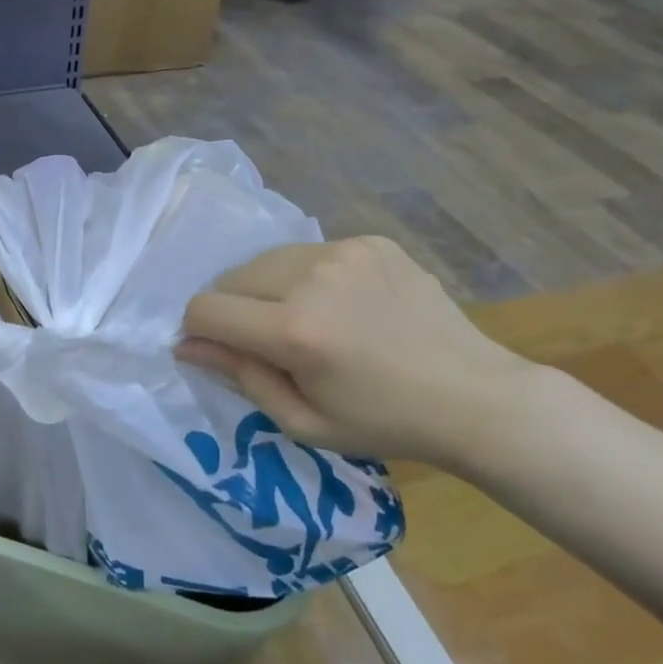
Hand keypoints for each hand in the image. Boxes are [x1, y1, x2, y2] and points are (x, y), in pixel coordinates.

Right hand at [177, 236, 540, 467]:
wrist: (476, 396)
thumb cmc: (384, 422)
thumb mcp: (303, 421)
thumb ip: (239, 376)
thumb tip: (186, 346)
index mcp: (295, 330)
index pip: (206, 308)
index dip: (199, 331)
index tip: (218, 350)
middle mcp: (313, 276)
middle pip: (232, 278)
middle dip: (233, 309)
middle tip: (268, 343)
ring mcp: (344, 251)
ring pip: (267, 260)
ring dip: (267, 289)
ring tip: (306, 321)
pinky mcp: (370, 241)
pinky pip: (309, 253)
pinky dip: (307, 277)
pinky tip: (343, 306)